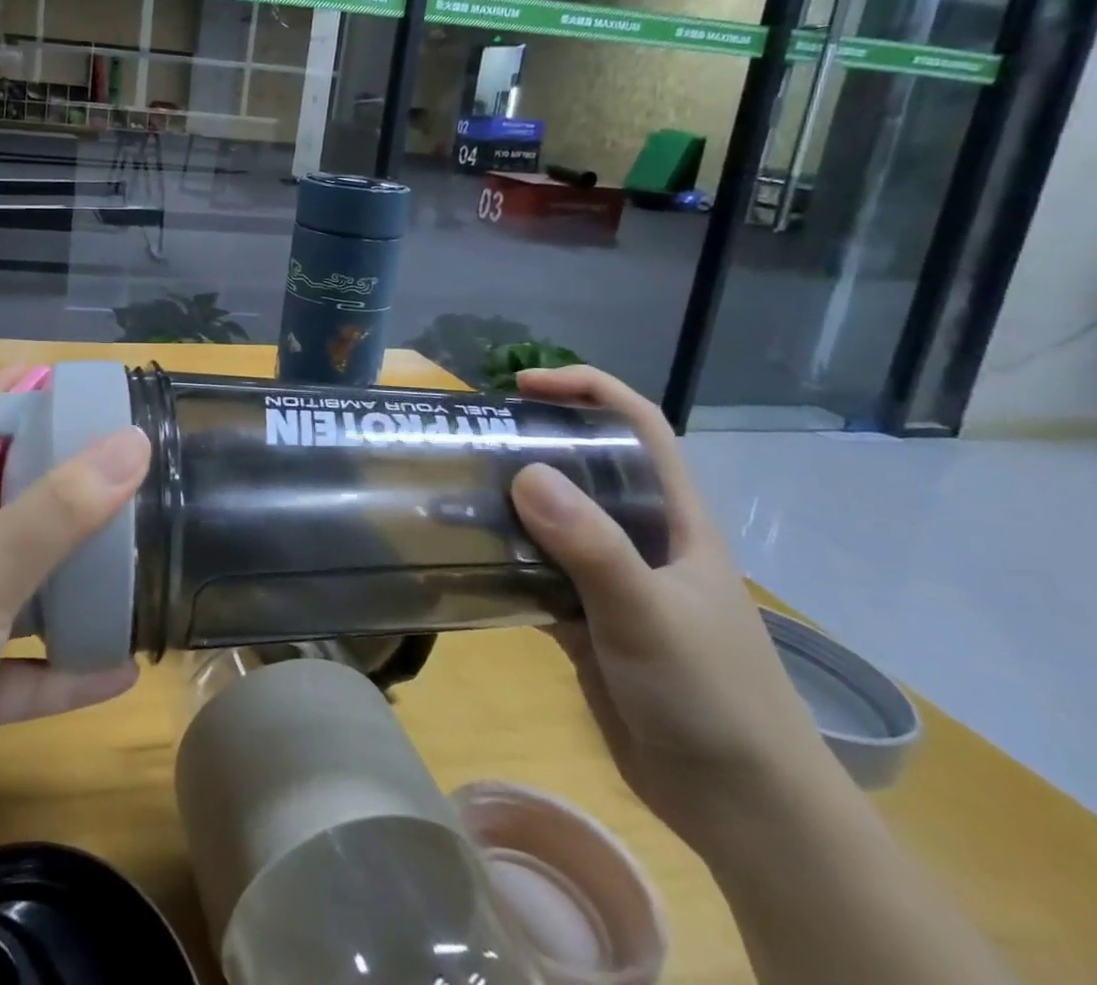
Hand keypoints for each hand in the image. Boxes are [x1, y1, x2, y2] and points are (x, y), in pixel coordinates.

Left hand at [0, 366, 149, 876]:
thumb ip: (58, 509)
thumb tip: (133, 442)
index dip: (2, 392)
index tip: (58, 376)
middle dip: (51, 478)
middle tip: (113, 462)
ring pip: (18, 587)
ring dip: (68, 578)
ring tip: (128, 556)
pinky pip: (25, 672)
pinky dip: (66, 670)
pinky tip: (120, 670)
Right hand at [509, 366, 833, 850]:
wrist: (741, 808)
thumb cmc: (712, 697)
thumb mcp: (650, 614)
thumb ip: (592, 546)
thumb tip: (525, 472)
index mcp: (676, 519)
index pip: (638, 427)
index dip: (587, 390)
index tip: (522, 385)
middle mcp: (642, 538)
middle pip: (586, 466)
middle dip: (533, 442)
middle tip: (471, 438)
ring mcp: (614, 580)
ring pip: (554, 520)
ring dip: (508, 503)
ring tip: (452, 489)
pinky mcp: (588, 620)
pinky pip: (536, 572)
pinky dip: (502, 560)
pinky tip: (463, 557)